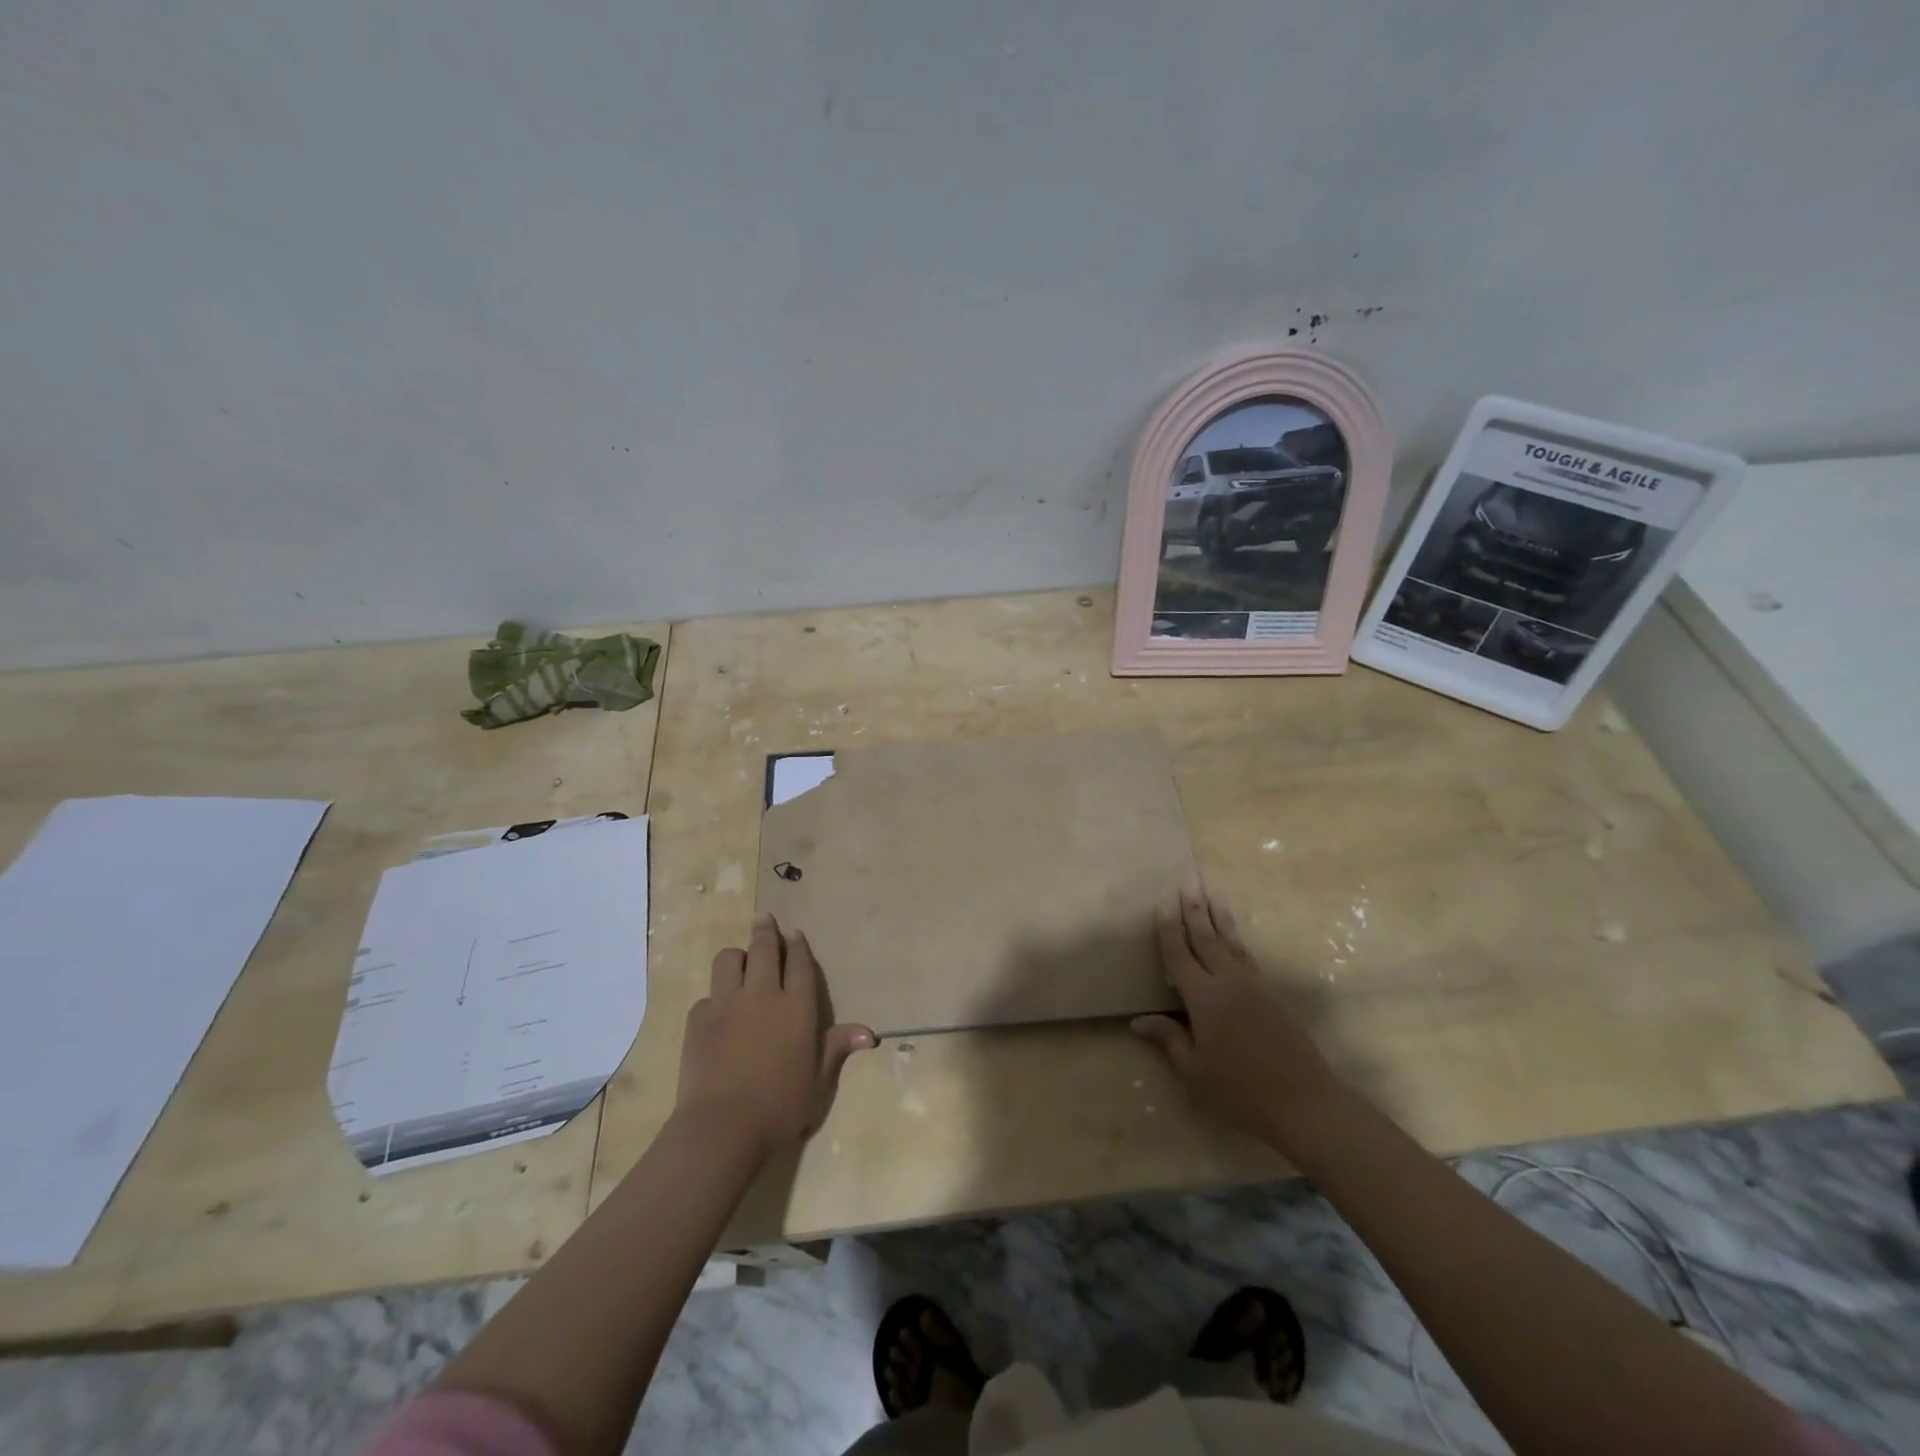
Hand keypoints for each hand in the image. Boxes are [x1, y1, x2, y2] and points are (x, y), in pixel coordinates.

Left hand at [675, 914, 874, 1158]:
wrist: (723, 1128)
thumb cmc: (781, 1108)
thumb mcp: (818, 1083)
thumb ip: (837, 1050)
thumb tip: (869, 1033)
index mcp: (797, 1007)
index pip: (799, 963)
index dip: (798, 946)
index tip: (794, 934)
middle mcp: (763, 995)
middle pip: (763, 949)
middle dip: (765, 931)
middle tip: (764, 919)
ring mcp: (726, 1004)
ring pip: (728, 961)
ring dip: (735, 957)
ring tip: (738, 961)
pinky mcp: (697, 1020)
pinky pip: (706, 996)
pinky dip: (714, 998)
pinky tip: (716, 1012)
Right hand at [1132, 888, 1344, 1148]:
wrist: (1304, 1102)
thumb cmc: (1241, 1091)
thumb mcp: (1196, 1071)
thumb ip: (1169, 1039)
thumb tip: (1138, 1020)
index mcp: (1204, 998)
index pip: (1180, 956)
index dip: (1169, 931)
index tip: (1162, 906)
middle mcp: (1228, 982)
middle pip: (1207, 939)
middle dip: (1195, 912)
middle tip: (1188, 885)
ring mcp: (1254, 986)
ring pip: (1232, 943)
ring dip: (1220, 918)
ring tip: (1213, 896)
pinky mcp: (1272, 995)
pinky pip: (1248, 957)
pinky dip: (1238, 940)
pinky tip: (1235, 937)